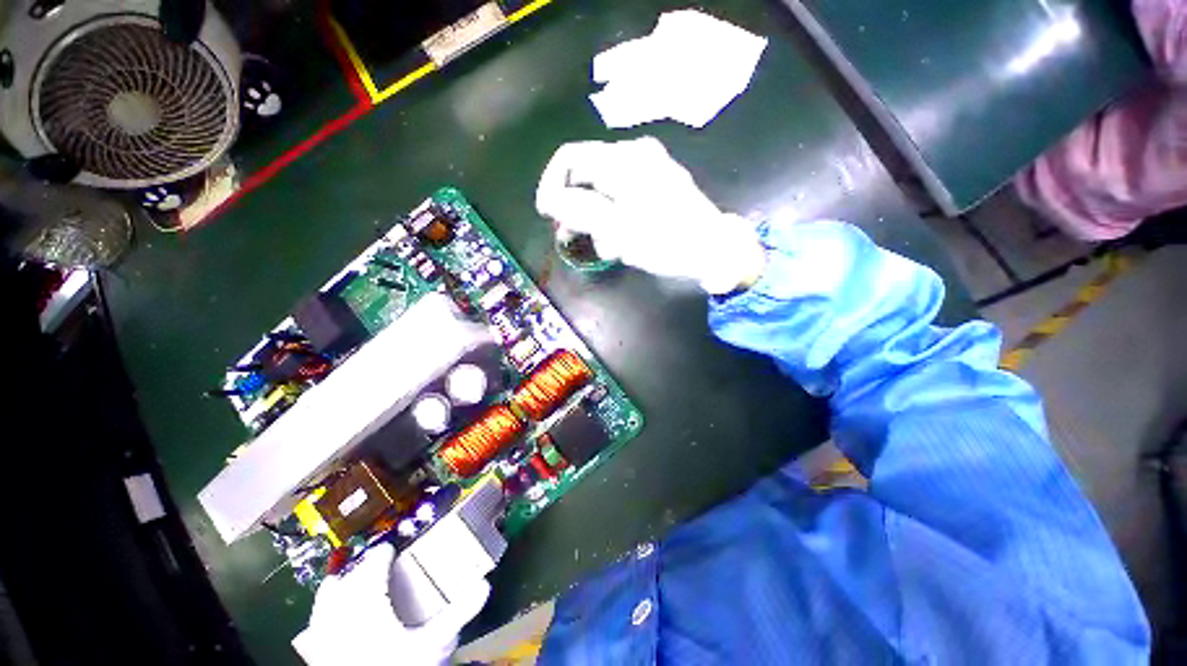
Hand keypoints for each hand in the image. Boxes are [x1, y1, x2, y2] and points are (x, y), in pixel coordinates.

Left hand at [293, 544, 489, 665]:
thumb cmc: (401, 664)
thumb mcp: (434, 642)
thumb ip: (457, 613)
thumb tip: (483, 585)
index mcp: (367, 594)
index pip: (374, 563)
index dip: (383, 554)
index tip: (391, 550)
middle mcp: (339, 599)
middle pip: (350, 575)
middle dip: (364, 571)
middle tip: (380, 575)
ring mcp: (322, 618)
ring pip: (329, 590)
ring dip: (343, 586)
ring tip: (357, 592)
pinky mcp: (315, 638)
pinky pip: (318, 612)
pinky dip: (329, 608)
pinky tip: (339, 619)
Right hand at [536, 136, 765, 293]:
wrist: (718, 250)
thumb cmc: (665, 239)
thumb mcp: (613, 227)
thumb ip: (575, 208)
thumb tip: (550, 199)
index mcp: (622, 158)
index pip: (569, 157)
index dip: (550, 184)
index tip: (548, 215)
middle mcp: (635, 152)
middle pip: (586, 171)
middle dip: (575, 204)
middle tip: (571, 235)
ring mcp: (651, 164)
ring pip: (604, 183)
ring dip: (596, 214)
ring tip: (604, 245)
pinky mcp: (662, 180)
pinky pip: (624, 189)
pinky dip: (615, 211)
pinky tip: (621, 239)